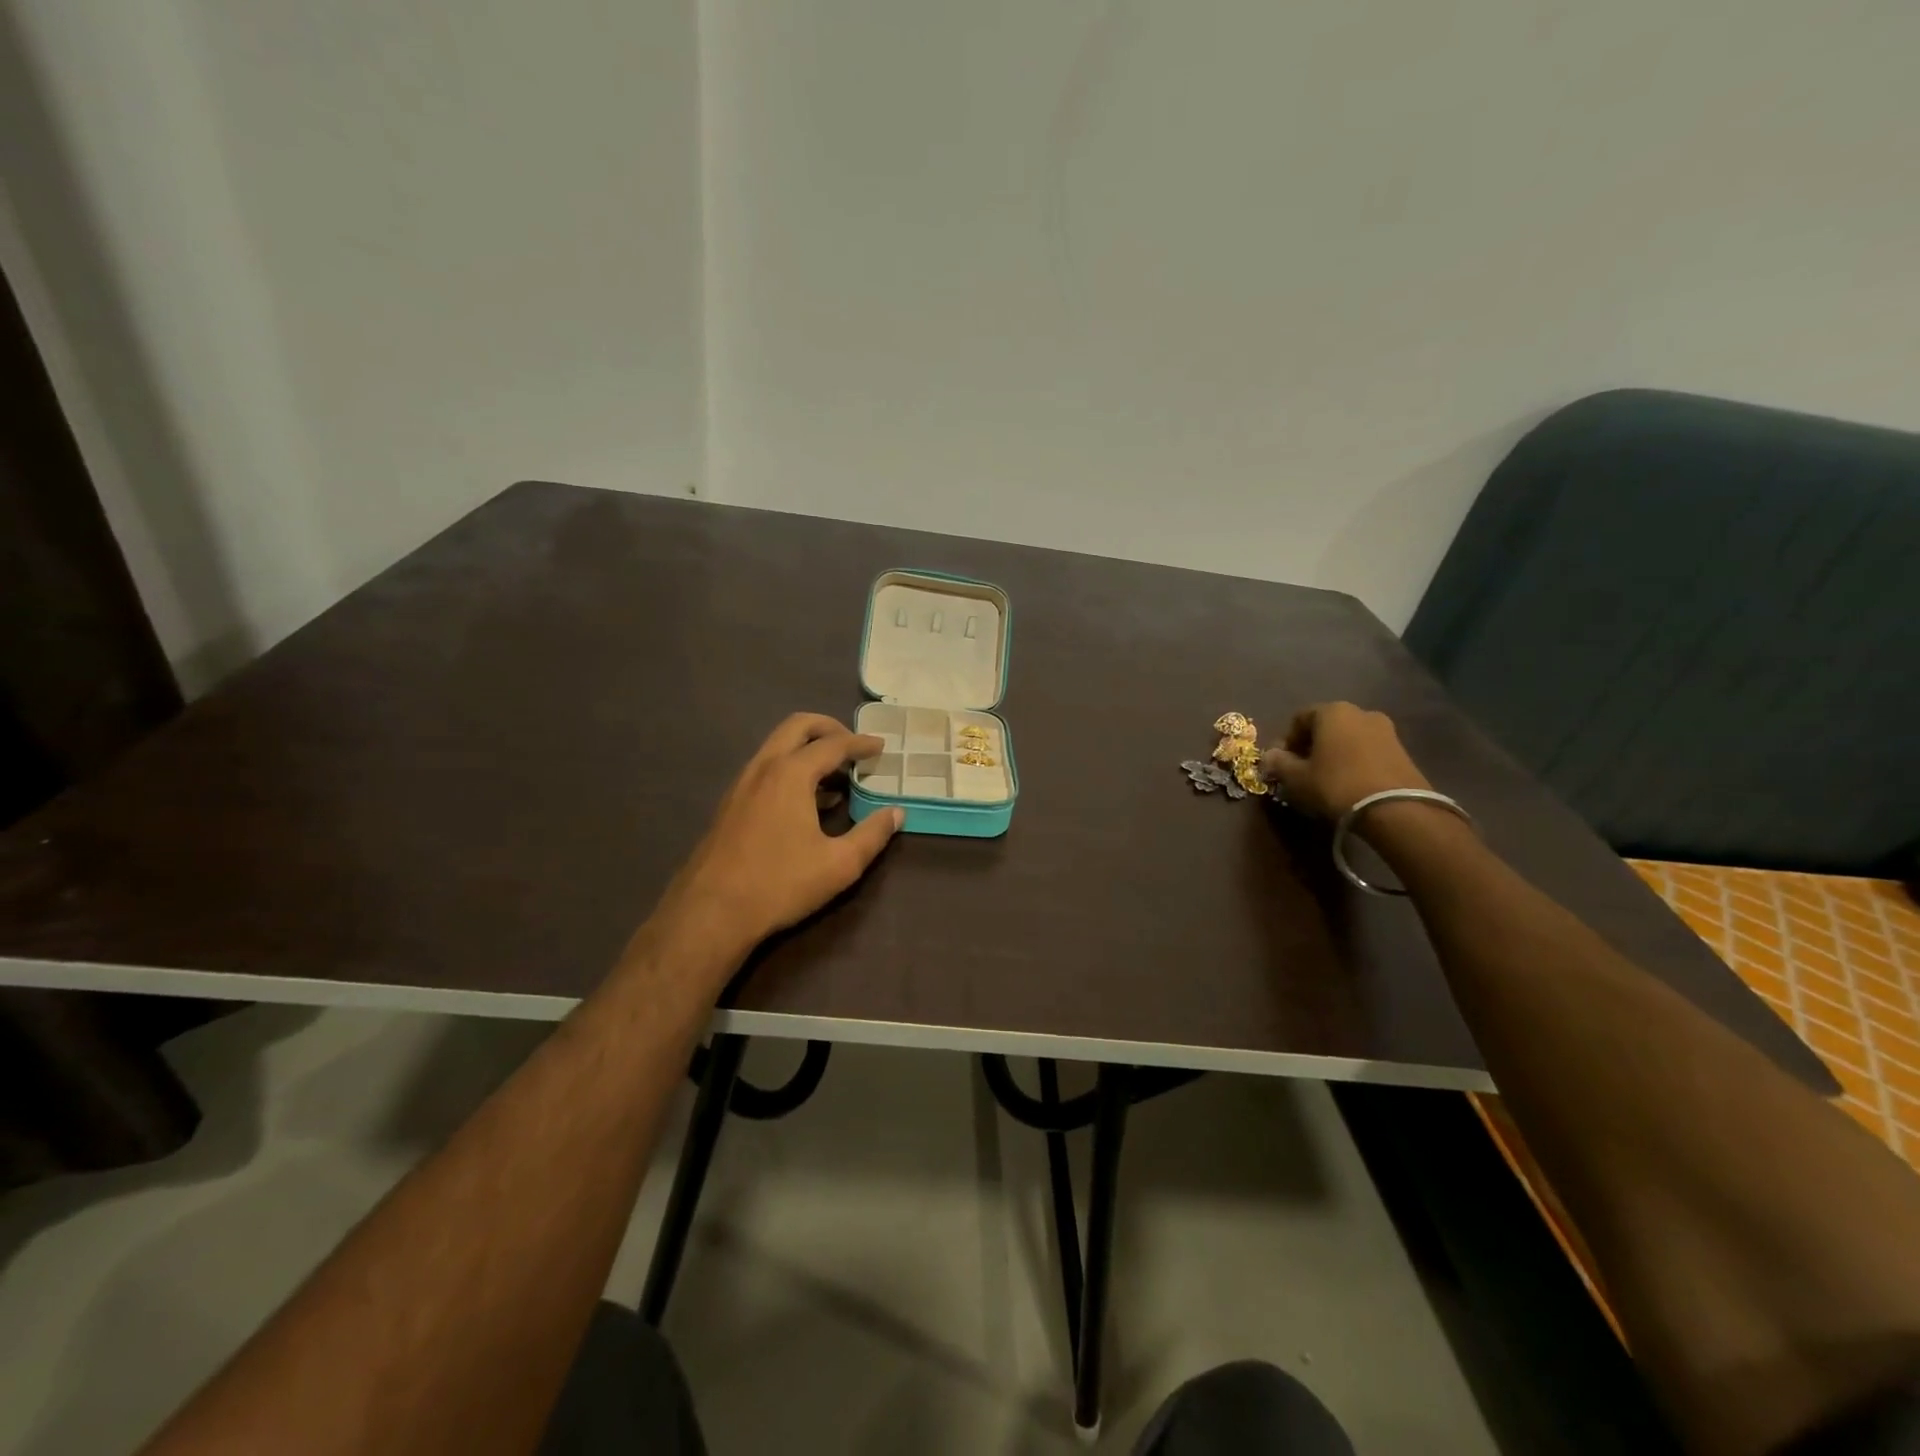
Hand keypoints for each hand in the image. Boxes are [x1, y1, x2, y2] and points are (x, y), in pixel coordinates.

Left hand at [654, 713, 901, 957]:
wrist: (711, 912)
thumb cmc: (780, 884)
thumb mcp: (839, 864)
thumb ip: (873, 835)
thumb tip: (897, 813)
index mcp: (791, 773)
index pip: (833, 744)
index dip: (861, 743)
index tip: (881, 746)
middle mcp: (763, 768)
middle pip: (797, 726)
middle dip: (829, 728)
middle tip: (854, 745)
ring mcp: (741, 784)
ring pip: (778, 746)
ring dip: (808, 749)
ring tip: (836, 775)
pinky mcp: (730, 804)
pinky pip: (766, 768)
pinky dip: (791, 767)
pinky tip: (807, 801)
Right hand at [1260, 702, 1430, 820]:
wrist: (1396, 809)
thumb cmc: (1337, 785)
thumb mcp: (1297, 777)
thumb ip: (1279, 763)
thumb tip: (1269, 756)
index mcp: (1332, 711)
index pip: (1299, 719)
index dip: (1286, 741)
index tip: (1281, 764)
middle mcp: (1360, 712)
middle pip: (1325, 726)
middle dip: (1310, 746)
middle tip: (1302, 771)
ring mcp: (1385, 730)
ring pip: (1347, 738)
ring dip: (1333, 754)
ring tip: (1326, 779)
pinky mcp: (1402, 750)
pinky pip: (1367, 750)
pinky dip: (1354, 761)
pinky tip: (1349, 783)